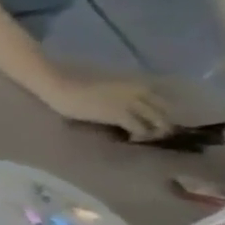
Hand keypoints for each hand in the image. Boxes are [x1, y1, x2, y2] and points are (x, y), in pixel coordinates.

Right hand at [45, 75, 172, 139]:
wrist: (58, 86)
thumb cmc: (75, 85)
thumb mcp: (107, 87)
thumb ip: (123, 94)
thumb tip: (130, 106)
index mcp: (139, 85)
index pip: (164, 101)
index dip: (163, 113)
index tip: (154, 121)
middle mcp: (142, 93)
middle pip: (166, 112)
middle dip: (163, 125)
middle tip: (152, 134)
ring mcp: (132, 104)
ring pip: (158, 122)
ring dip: (154, 133)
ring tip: (141, 138)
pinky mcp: (120, 115)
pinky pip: (139, 128)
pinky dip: (139, 136)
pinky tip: (130, 139)